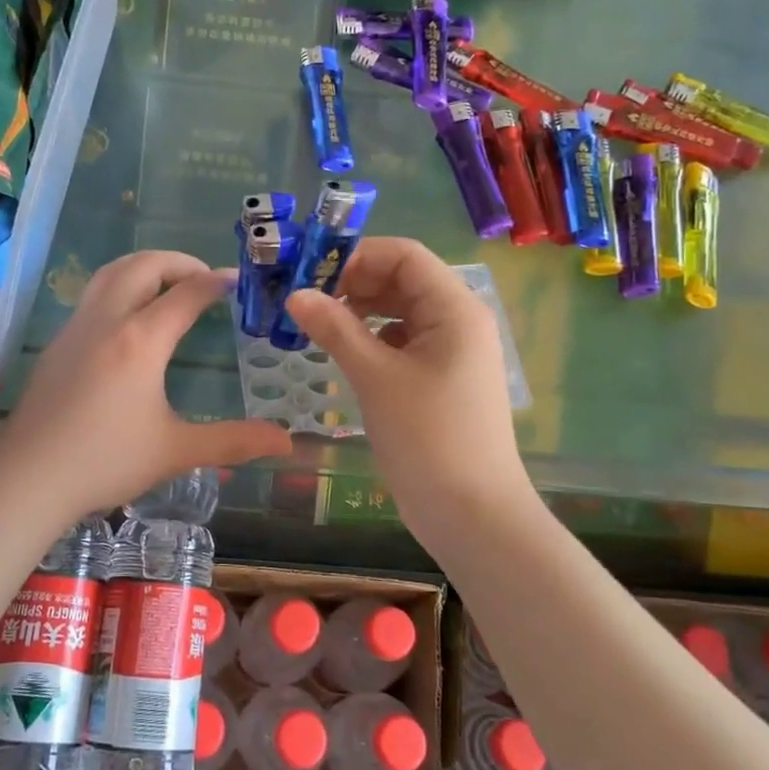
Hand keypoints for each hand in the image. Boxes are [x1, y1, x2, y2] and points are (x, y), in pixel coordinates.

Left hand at [0, 251, 292, 516]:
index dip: (215, 282)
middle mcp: (107, 321)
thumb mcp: (176, 451)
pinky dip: (120, 286)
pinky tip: (129, 320)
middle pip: (143, 266)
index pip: (186, 294)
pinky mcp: (57, 344)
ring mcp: (76, 329)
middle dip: (179, 262)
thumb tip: (286, 443)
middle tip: (204, 278)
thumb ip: (233, 441)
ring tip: (168, 285)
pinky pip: (92, 295)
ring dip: (144, 267)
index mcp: (141, 340)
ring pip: (110, 273)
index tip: (237, 282)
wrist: (29, 478)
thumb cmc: (106, 461)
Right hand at [283, 238, 527, 528]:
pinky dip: (373, 340)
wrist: (472, 514)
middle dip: (354, 282)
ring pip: (401, 312)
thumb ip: (335, 328)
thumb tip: (296, 294)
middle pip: (403, 280)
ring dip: (360, 312)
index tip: (310, 272)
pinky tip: (344, 354)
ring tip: (317, 325)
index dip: (357, 255)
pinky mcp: (440, 379)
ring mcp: (451, 352)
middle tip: (304, 299)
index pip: (404, 255)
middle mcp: (458, 321)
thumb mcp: (376, 378)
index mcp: (454, 308)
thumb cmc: (428, 438)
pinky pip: (403, 342)